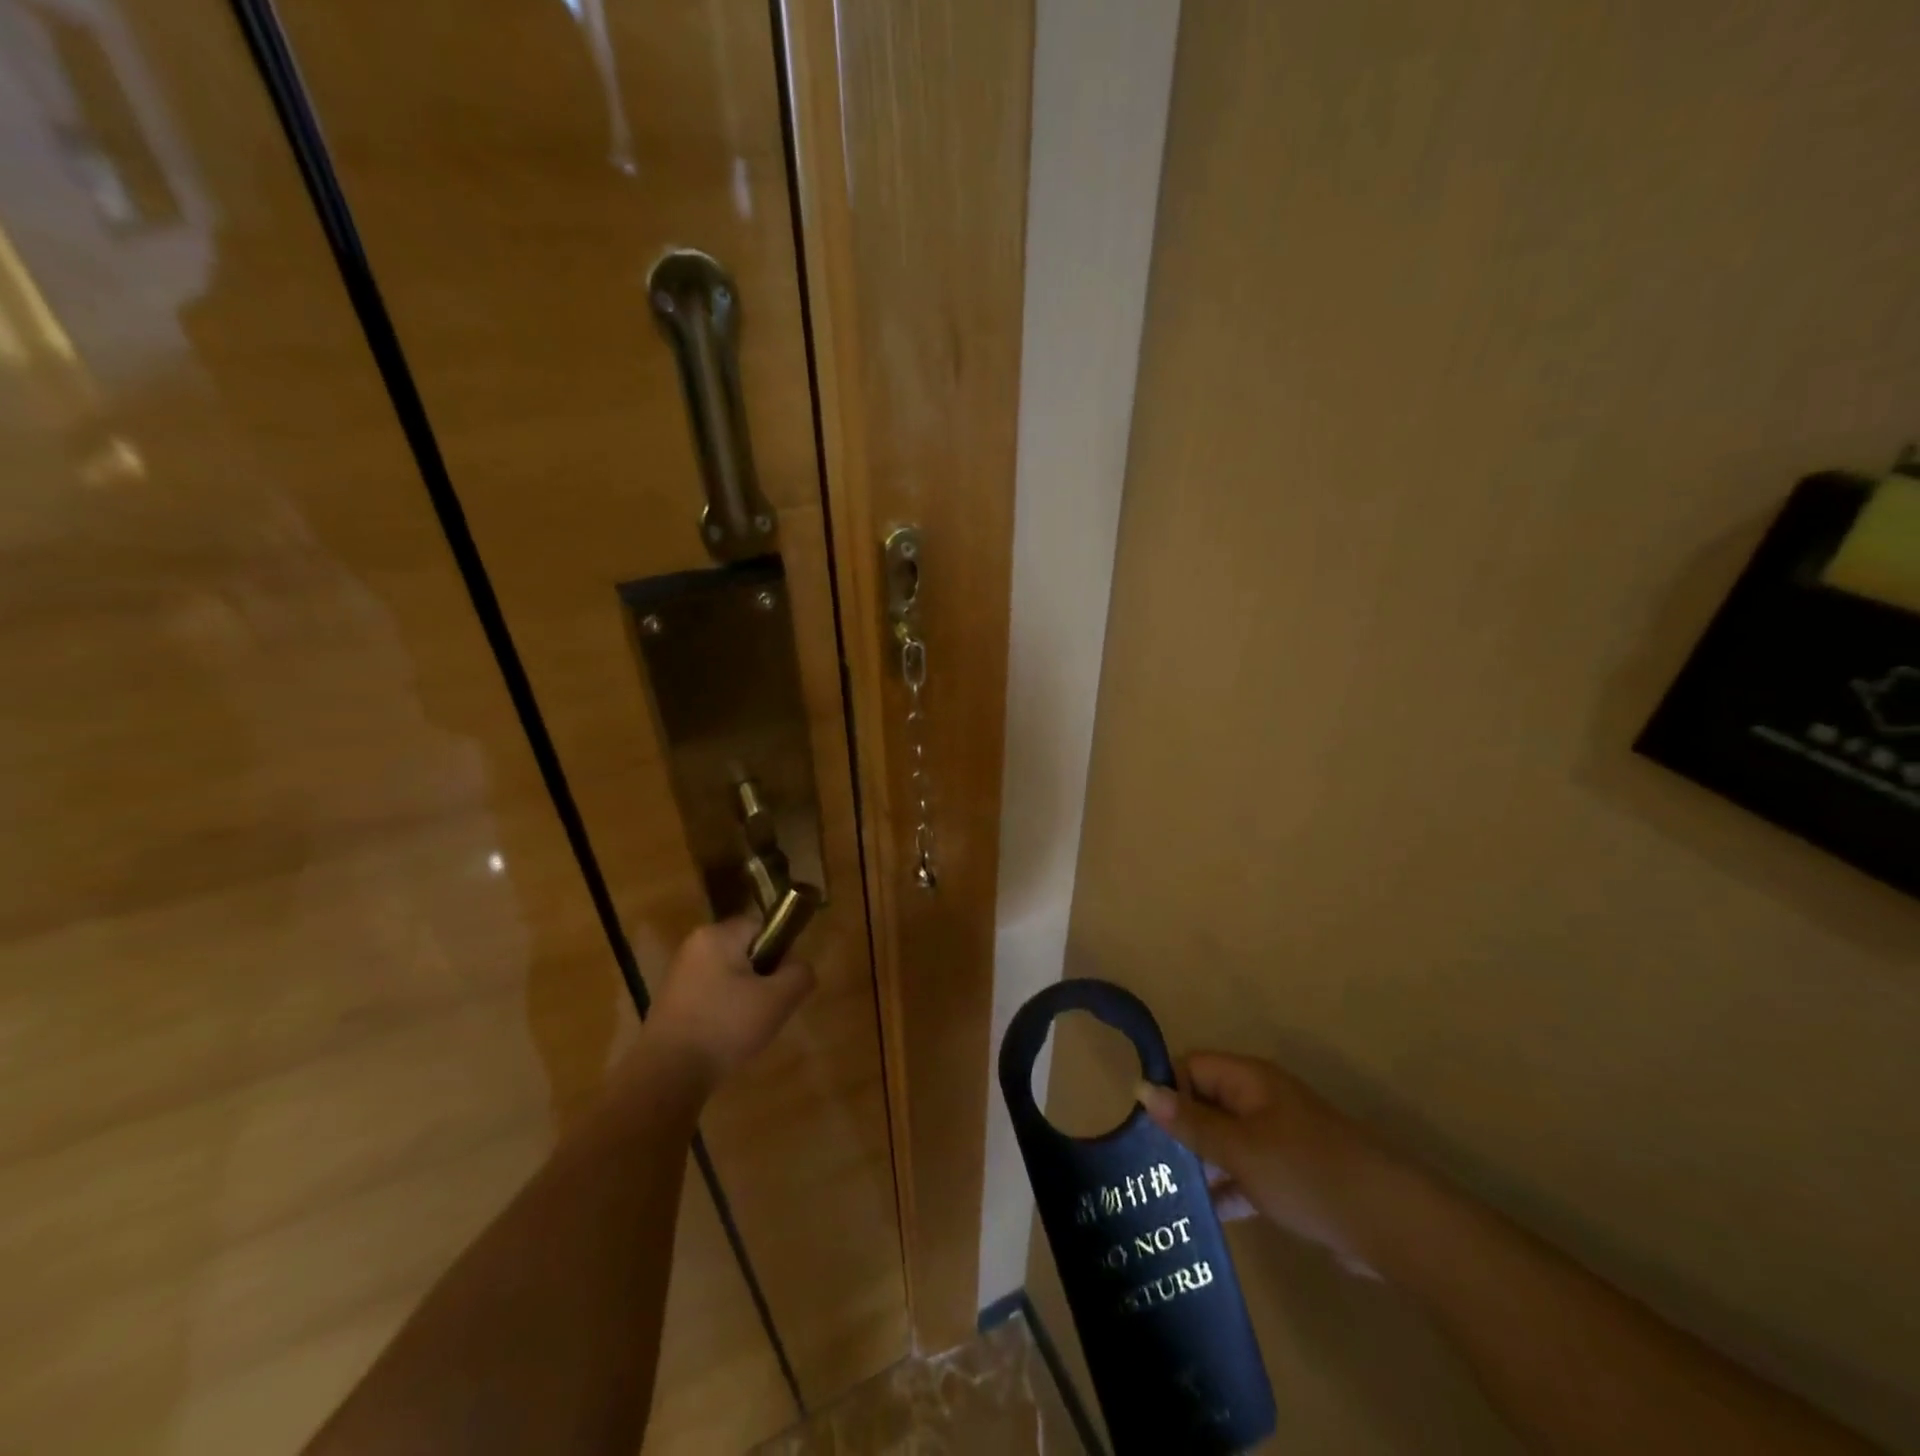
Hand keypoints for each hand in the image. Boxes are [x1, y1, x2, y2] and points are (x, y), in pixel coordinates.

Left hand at [646, 918, 815, 1086]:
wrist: (667, 1074)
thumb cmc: (725, 1026)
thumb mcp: (778, 999)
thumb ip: (799, 974)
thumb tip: (799, 967)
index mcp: (717, 935)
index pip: (762, 927)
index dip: (780, 952)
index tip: (781, 984)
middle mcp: (694, 945)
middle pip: (746, 951)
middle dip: (762, 977)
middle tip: (768, 1008)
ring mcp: (678, 973)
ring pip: (729, 974)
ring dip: (744, 996)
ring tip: (746, 1027)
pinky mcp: (670, 1000)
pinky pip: (711, 994)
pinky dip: (723, 1010)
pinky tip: (725, 1036)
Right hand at [1137, 1053, 1386, 1276]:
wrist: (1390, 1223)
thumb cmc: (1305, 1171)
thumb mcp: (1239, 1147)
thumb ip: (1190, 1122)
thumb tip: (1141, 1089)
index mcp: (1248, 1080)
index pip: (1191, 1066)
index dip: (1165, 1088)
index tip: (1138, 1126)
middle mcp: (1260, 1100)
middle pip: (1205, 1102)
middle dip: (1177, 1129)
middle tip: (1142, 1165)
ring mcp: (1277, 1139)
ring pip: (1224, 1141)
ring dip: (1199, 1163)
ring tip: (1160, 1193)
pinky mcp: (1290, 1176)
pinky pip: (1245, 1172)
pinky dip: (1225, 1188)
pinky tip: (1201, 1216)